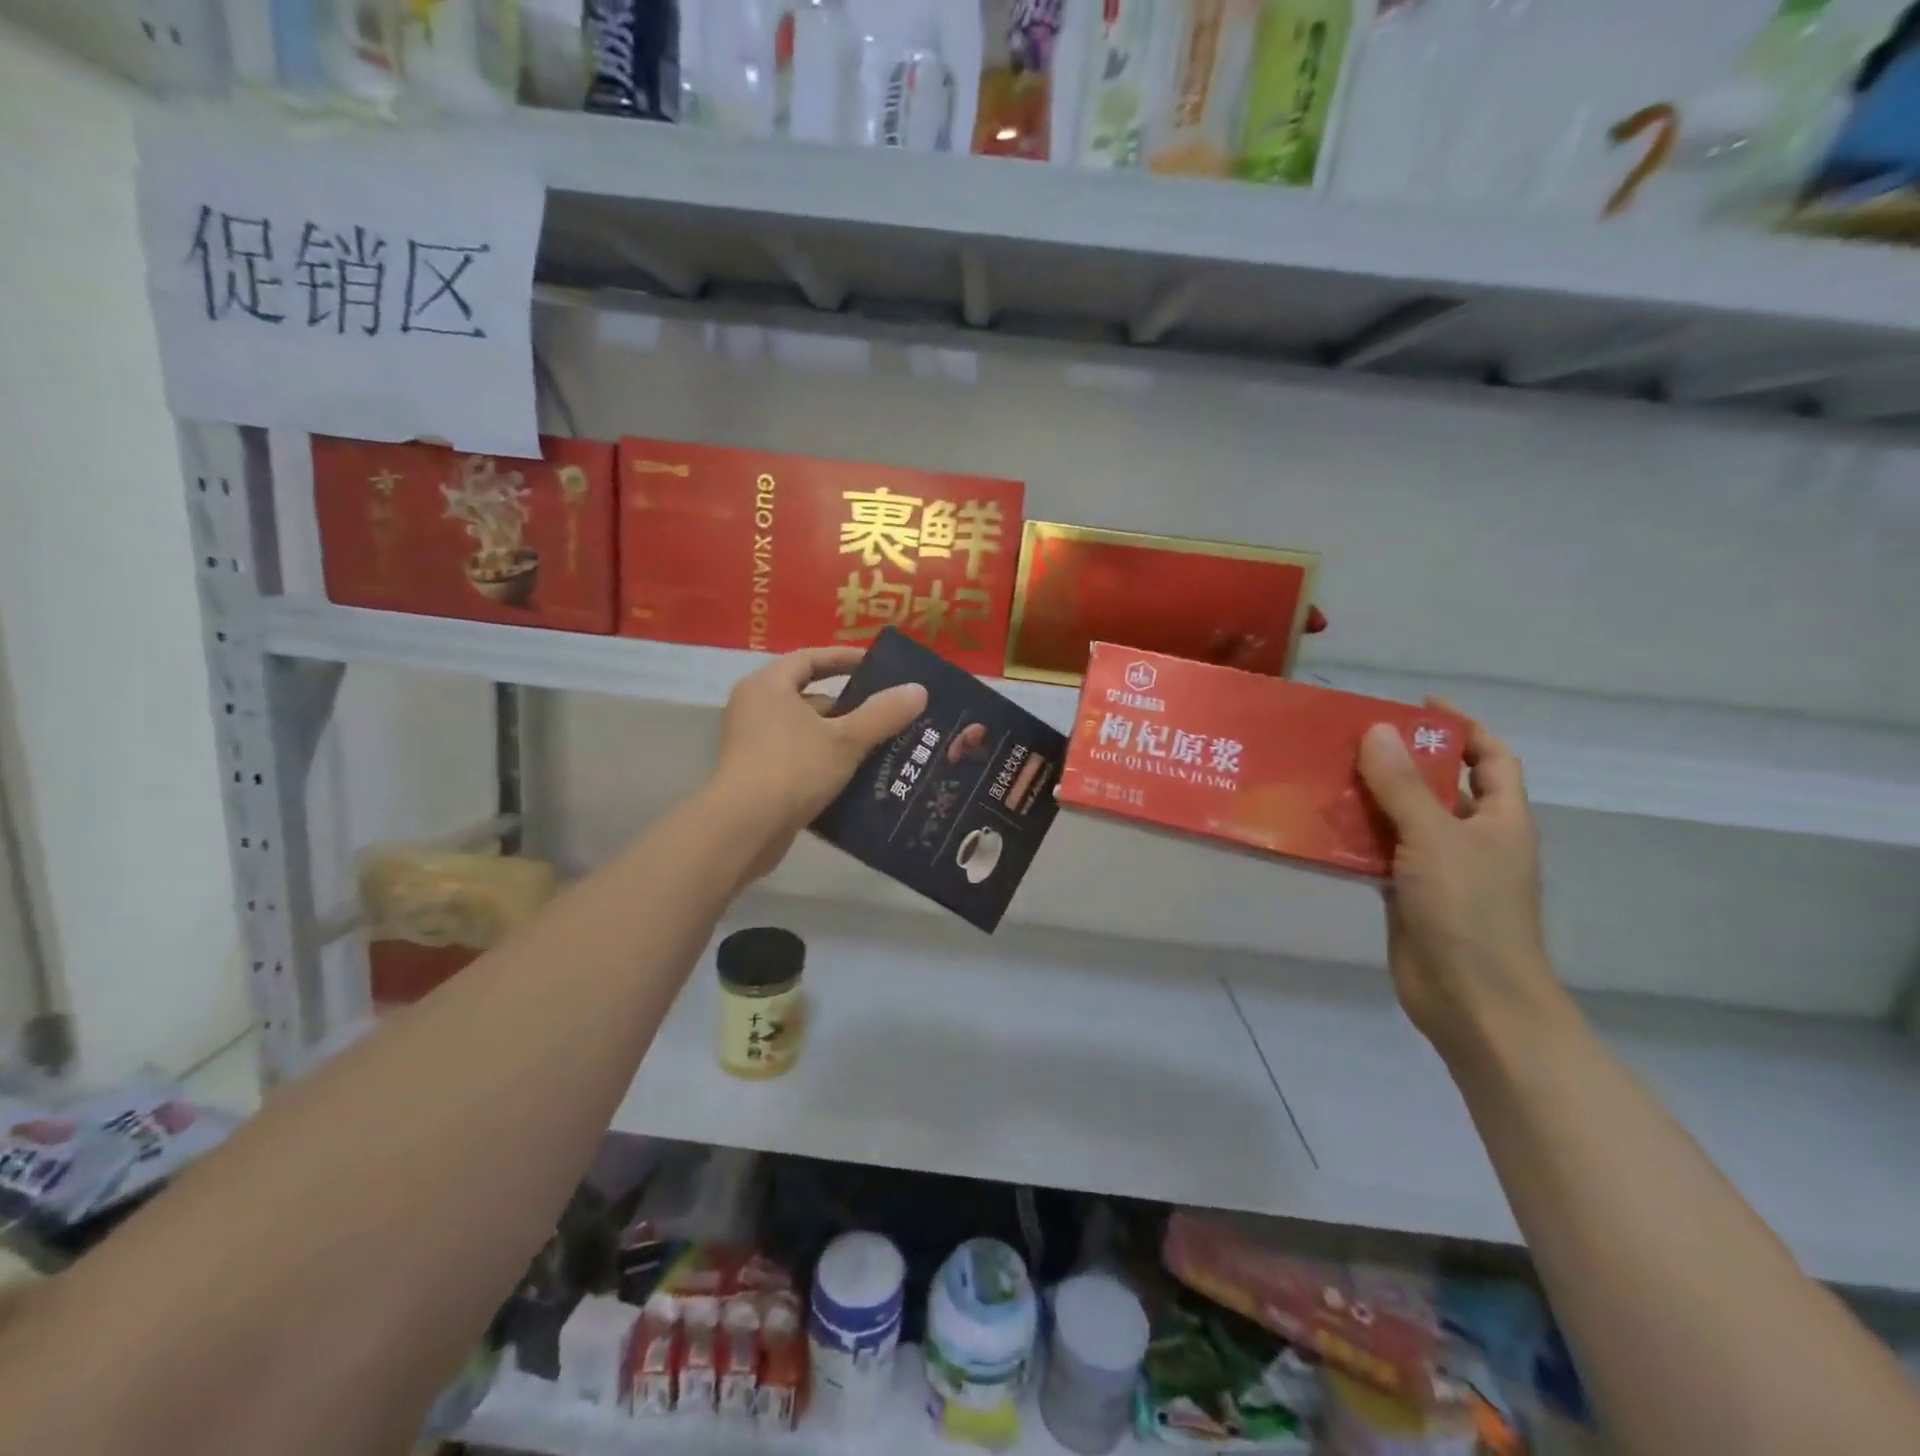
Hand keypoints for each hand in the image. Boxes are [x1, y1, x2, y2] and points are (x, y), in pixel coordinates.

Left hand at [711, 647, 928, 882]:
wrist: (744, 829)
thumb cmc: (793, 769)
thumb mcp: (846, 740)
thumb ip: (882, 714)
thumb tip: (918, 690)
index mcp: (768, 686)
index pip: (810, 658)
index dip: (844, 659)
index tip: (877, 666)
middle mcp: (754, 708)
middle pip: (808, 697)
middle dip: (849, 706)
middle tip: (886, 713)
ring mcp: (751, 744)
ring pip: (805, 731)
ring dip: (839, 737)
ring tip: (881, 746)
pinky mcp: (755, 776)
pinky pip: (797, 758)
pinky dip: (824, 762)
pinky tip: (856, 777)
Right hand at [1358, 712, 1573, 1063]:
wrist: (1471, 999)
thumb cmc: (1469, 911)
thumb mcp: (1436, 838)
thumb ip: (1403, 786)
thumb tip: (1377, 731)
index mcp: (1499, 819)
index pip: (1491, 758)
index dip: (1463, 728)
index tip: (1419, 706)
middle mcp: (1471, 838)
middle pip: (1438, 786)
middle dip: (1401, 760)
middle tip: (1351, 738)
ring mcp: (1438, 868)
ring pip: (1402, 820)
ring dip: (1369, 798)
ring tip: (1324, 772)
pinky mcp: (1406, 893)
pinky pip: (1378, 853)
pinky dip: (1353, 838)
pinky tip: (1318, 825)